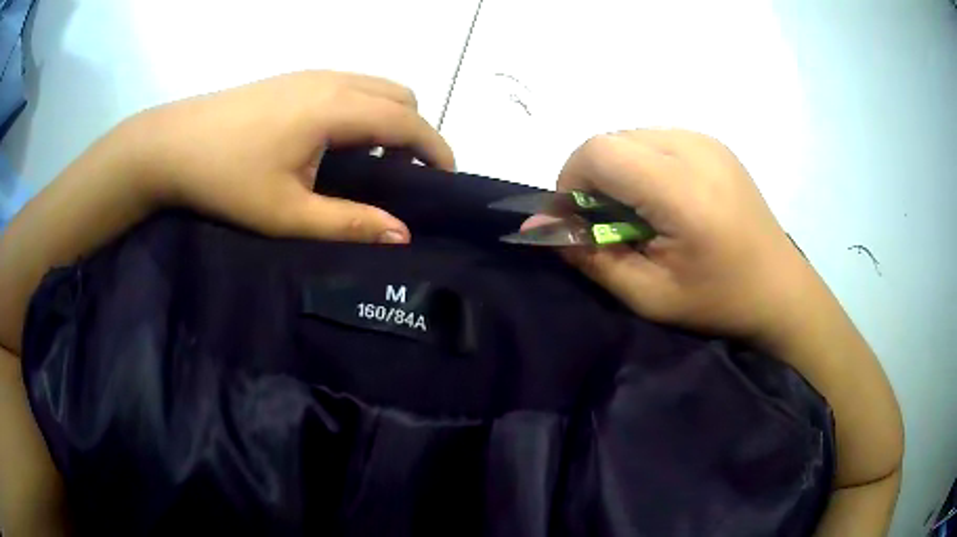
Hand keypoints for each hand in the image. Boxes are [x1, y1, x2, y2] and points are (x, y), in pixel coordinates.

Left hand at [125, 71, 454, 242]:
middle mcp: (332, 80)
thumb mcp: (286, 213)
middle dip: (415, 130)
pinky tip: (334, 142)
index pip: (408, 119)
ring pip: (374, 86)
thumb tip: (402, 235)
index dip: (436, 148)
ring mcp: (311, 74)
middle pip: (399, 94)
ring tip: (368, 161)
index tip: (447, 179)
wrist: (172, 144)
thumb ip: (349, 222)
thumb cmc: (226, 179)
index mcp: (335, 108)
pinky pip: (349, 86)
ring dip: (387, 118)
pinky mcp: (293, 78)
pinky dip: (362, 110)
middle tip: (401, 174)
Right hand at [547, 130, 815, 345]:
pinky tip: (666, 201)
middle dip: (594, 179)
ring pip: (632, 137)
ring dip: (619, 172)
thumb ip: (591, 256)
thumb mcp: (649, 295)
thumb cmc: (719, 302)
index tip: (581, 222)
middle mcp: (695, 148)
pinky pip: (656, 140)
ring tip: (642, 215)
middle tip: (612, 225)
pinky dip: (643, 166)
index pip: (599, 151)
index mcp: (683, 189)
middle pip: (612, 139)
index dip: (572, 183)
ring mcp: (707, 140)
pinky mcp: (714, 143)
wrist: (782, 290)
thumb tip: (538, 225)